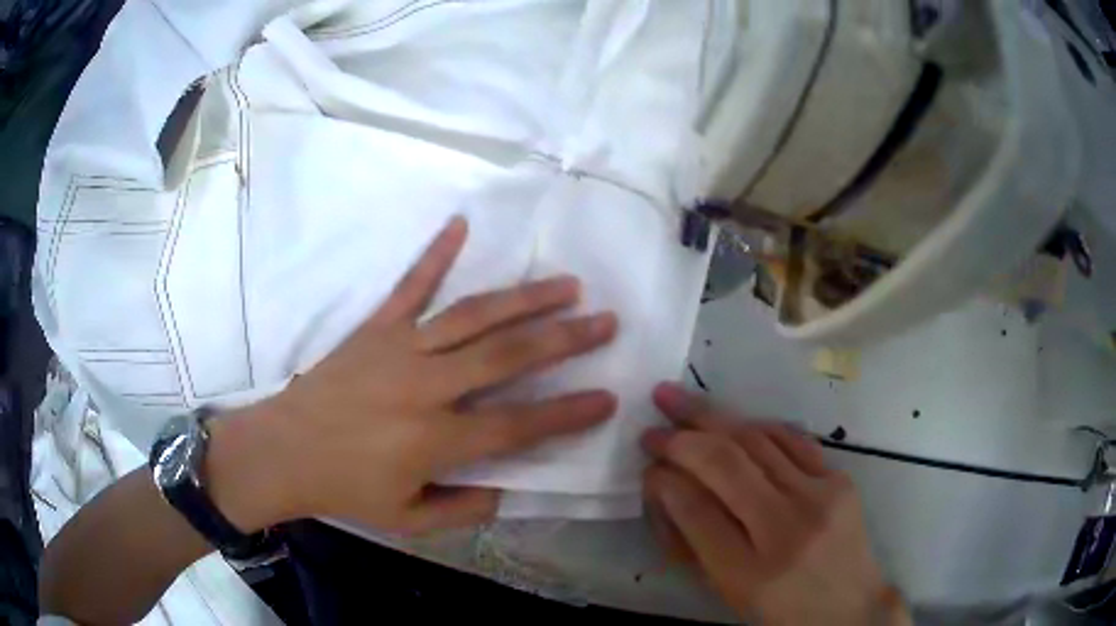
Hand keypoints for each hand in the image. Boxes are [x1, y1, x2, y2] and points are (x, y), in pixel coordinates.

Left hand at [210, 216, 618, 535]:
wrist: (283, 450)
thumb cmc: (345, 489)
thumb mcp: (408, 520)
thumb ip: (463, 509)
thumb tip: (506, 489)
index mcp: (436, 440)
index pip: (518, 425)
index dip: (568, 412)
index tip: (608, 397)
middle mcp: (426, 386)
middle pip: (508, 356)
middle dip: (565, 339)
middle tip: (605, 321)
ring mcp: (400, 349)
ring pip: (473, 315)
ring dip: (525, 298)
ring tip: (567, 284)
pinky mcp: (376, 329)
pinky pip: (411, 285)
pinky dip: (436, 253)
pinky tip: (460, 223)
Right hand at [642, 384, 909, 625]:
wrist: (849, 606)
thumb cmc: (781, 608)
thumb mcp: (730, 589)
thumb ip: (696, 540)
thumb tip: (668, 486)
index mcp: (749, 573)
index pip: (695, 511)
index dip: (665, 480)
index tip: (648, 464)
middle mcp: (786, 529)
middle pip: (726, 465)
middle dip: (681, 437)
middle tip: (654, 418)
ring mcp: (819, 497)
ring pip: (757, 441)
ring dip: (713, 416)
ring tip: (680, 399)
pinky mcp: (840, 479)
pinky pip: (791, 439)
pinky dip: (755, 425)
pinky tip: (732, 419)